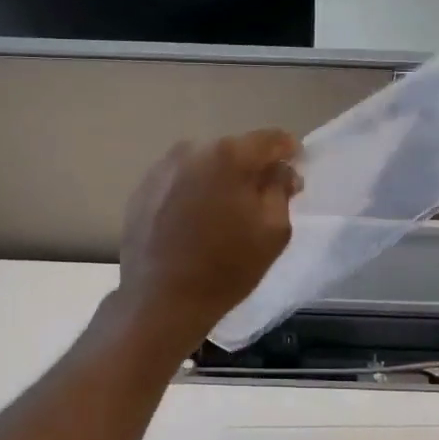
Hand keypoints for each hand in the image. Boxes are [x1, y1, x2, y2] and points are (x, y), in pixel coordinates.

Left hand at [113, 129, 301, 351]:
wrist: (160, 300)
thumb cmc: (226, 268)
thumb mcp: (273, 231)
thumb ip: (282, 189)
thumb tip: (281, 170)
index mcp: (228, 155)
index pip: (271, 139)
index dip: (289, 152)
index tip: (295, 169)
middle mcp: (192, 150)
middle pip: (235, 150)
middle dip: (252, 169)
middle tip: (262, 199)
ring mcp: (162, 168)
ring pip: (205, 165)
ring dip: (220, 180)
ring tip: (224, 214)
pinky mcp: (142, 189)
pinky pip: (180, 181)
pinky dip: (193, 193)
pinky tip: (195, 223)